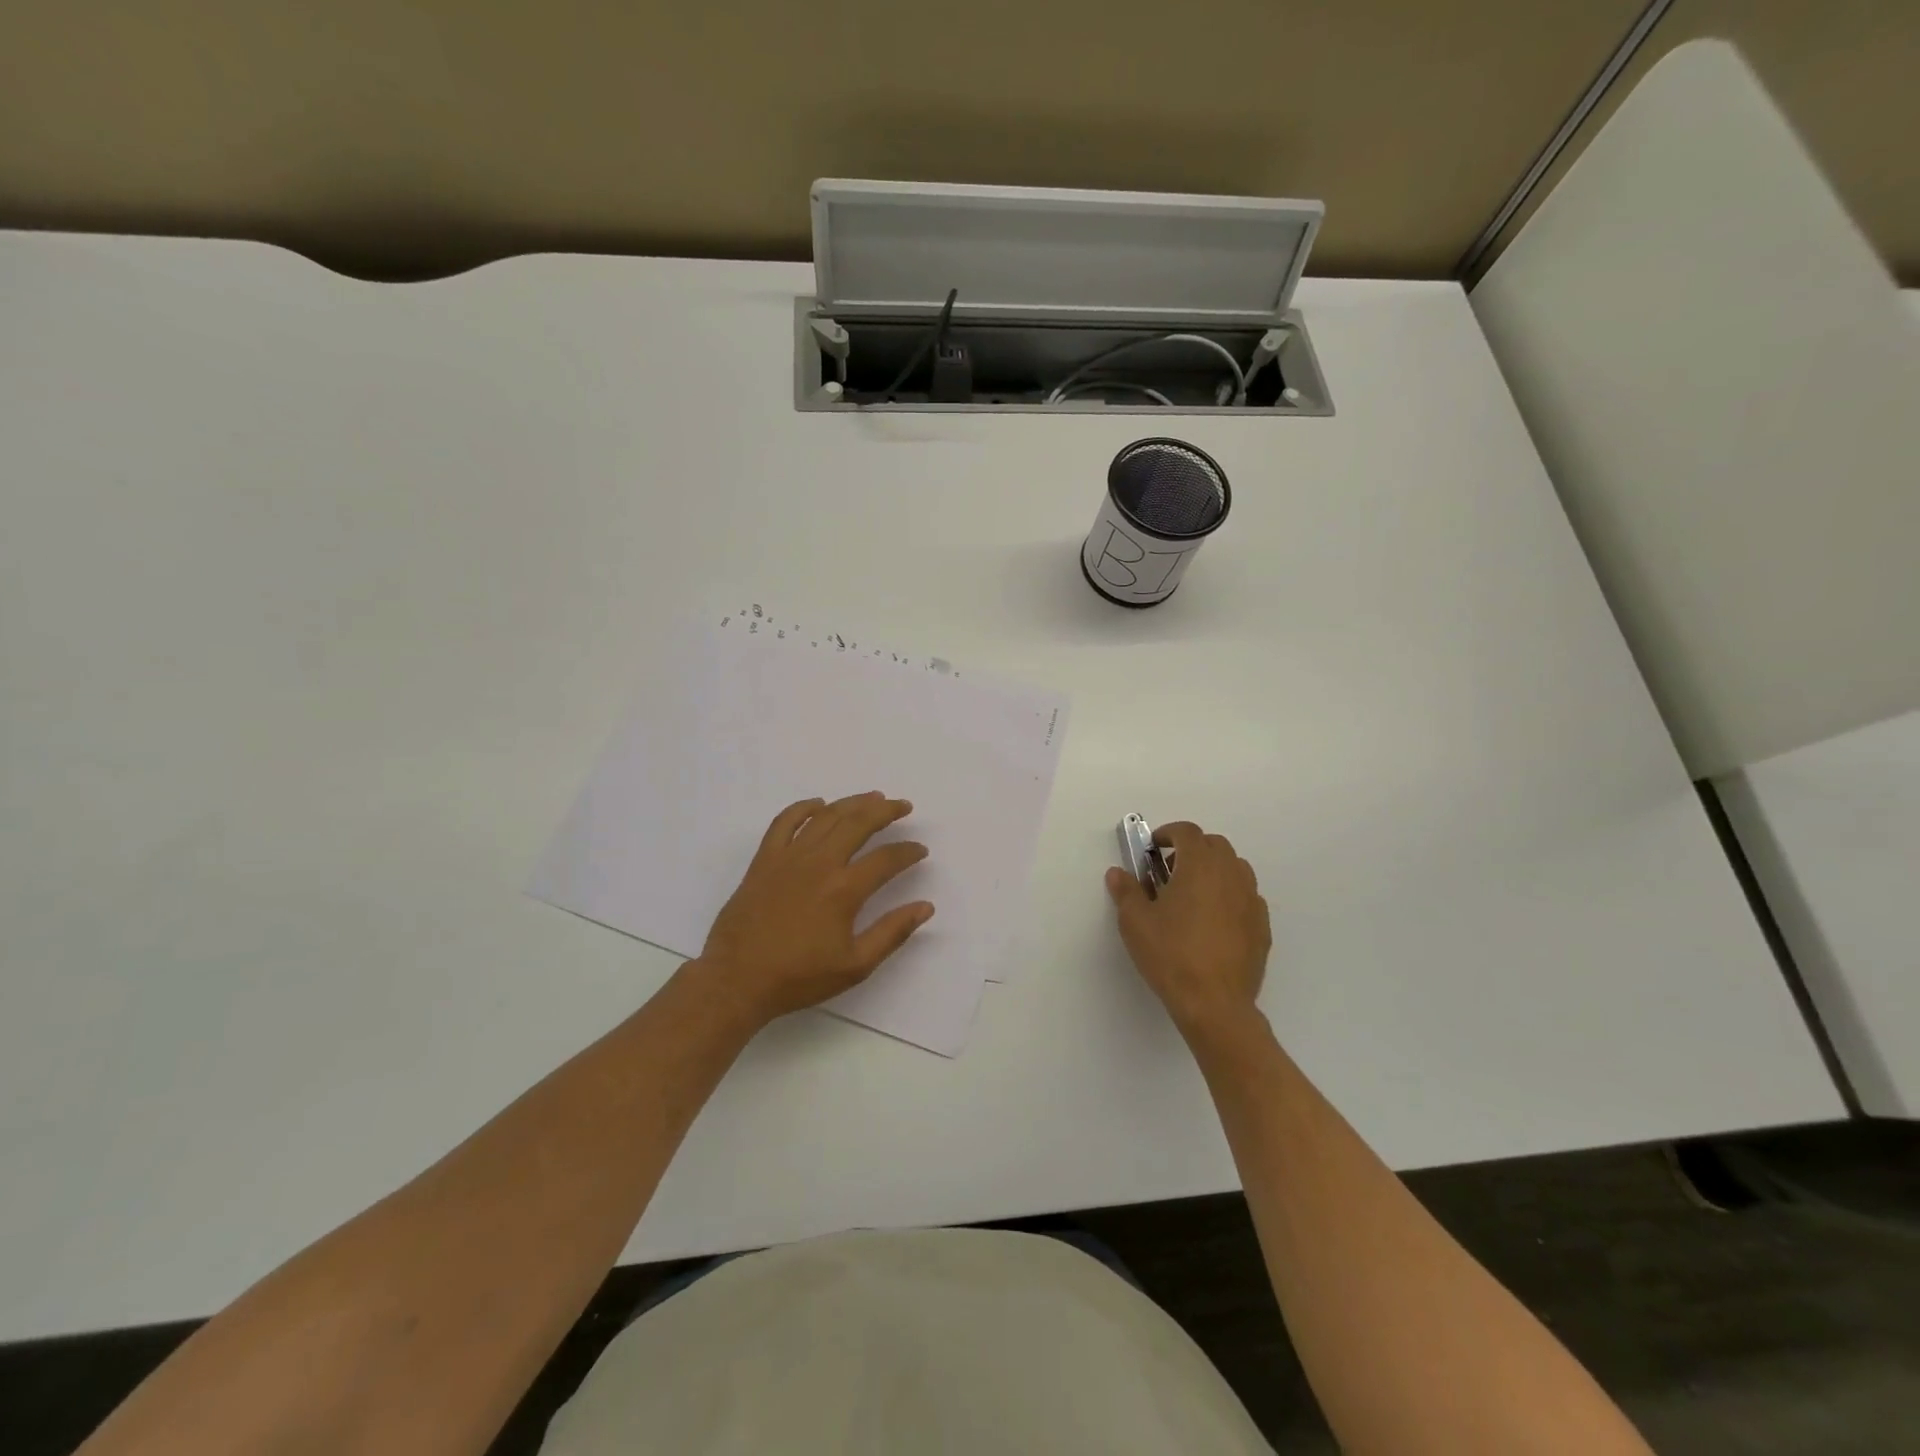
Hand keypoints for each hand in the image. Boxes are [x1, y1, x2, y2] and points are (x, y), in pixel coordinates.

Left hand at [691, 792, 933, 1029]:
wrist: (737, 980)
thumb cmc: (799, 977)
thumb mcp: (855, 966)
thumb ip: (892, 932)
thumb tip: (925, 906)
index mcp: (844, 890)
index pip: (886, 858)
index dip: (908, 851)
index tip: (920, 850)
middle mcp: (819, 863)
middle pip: (858, 823)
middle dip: (886, 811)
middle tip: (903, 806)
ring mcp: (789, 857)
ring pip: (826, 816)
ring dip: (852, 803)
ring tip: (872, 797)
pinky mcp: (764, 859)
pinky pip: (784, 821)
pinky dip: (803, 808)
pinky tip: (818, 804)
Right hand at [1106, 821, 1270, 1039]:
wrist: (1214, 1003)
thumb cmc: (1170, 955)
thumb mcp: (1136, 921)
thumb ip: (1126, 891)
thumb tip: (1118, 873)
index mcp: (1200, 865)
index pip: (1187, 832)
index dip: (1168, 834)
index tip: (1152, 848)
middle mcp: (1230, 874)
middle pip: (1214, 845)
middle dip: (1191, 849)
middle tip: (1169, 871)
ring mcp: (1251, 900)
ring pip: (1235, 868)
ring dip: (1213, 870)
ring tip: (1192, 895)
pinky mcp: (1262, 926)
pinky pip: (1246, 897)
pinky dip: (1229, 896)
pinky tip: (1213, 921)